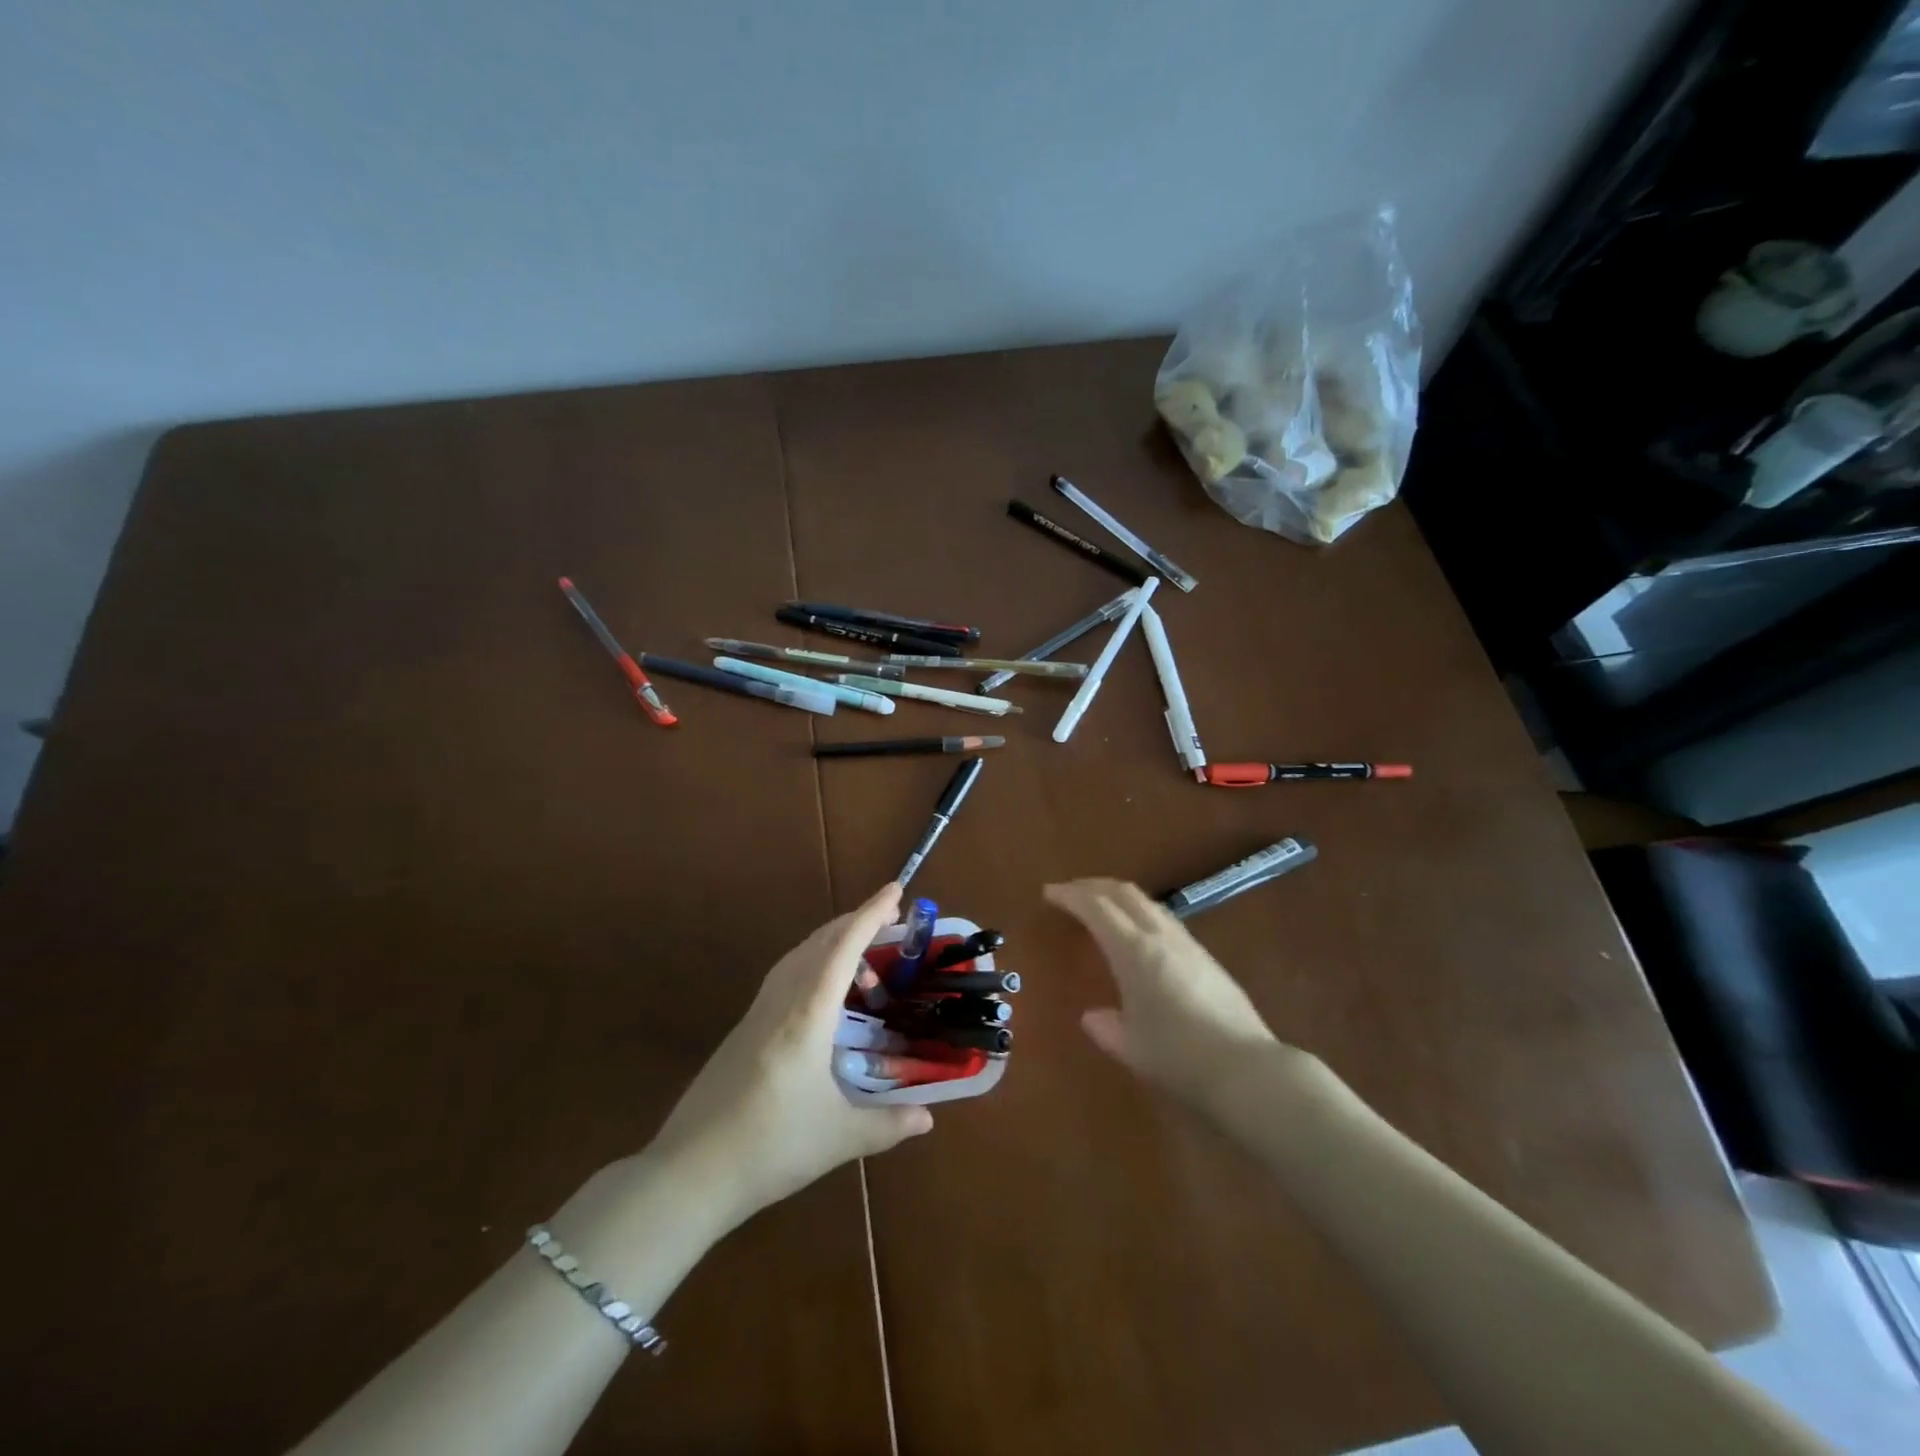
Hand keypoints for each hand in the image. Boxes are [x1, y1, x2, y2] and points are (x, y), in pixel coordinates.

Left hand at [648, 883, 932, 1230]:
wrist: (689, 1173)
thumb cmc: (769, 1148)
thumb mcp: (839, 1137)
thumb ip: (888, 1124)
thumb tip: (928, 1117)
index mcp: (807, 1015)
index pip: (843, 948)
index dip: (871, 915)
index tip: (895, 889)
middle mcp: (781, 1001)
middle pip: (819, 942)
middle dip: (855, 922)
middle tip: (891, 919)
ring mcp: (757, 1013)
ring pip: (798, 955)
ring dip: (831, 941)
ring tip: (861, 954)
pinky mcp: (743, 1030)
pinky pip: (784, 974)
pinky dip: (812, 962)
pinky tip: (822, 992)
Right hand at [1046, 877, 1316, 1114]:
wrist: (1248, 1070)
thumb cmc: (1179, 1058)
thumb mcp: (1132, 1048)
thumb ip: (1107, 1028)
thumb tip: (1092, 1017)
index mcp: (1134, 951)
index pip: (1096, 908)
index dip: (1070, 895)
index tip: (1049, 892)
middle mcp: (1160, 937)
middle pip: (1124, 893)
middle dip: (1094, 886)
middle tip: (1072, 892)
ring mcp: (1188, 945)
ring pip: (1148, 903)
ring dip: (1120, 897)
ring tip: (1103, 909)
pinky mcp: (1208, 958)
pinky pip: (1165, 920)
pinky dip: (1141, 914)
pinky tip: (1140, 936)